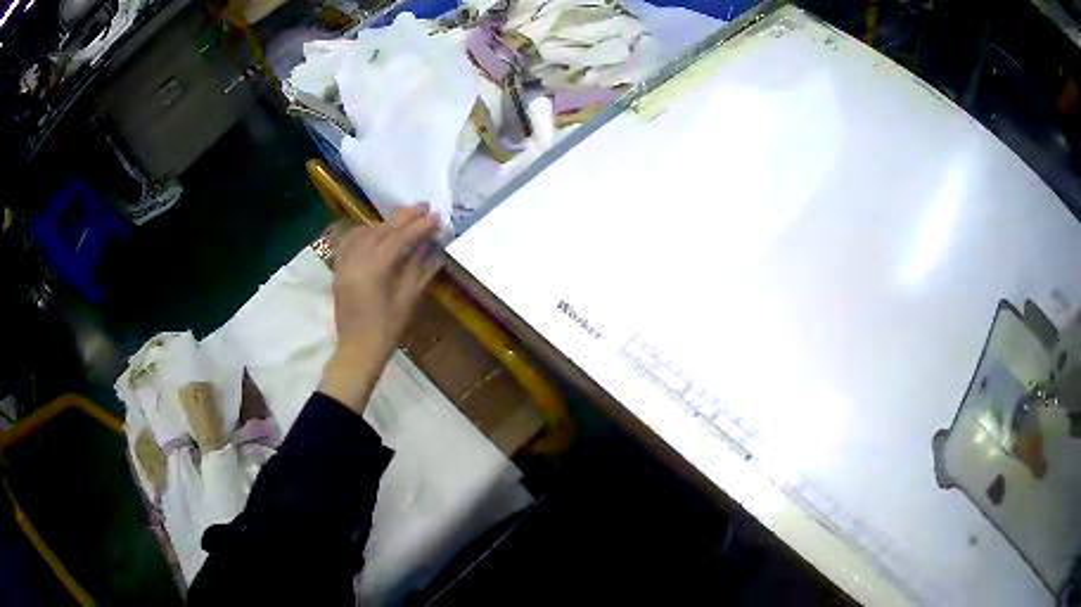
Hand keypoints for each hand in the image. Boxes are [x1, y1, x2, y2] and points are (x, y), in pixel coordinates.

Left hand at [320, 206, 441, 412]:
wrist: (357, 351)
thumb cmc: (387, 330)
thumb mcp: (407, 300)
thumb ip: (418, 268)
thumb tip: (432, 246)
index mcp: (374, 269)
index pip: (399, 238)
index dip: (419, 226)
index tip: (436, 217)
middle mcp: (356, 260)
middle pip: (381, 230)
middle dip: (403, 217)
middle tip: (424, 207)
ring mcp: (344, 263)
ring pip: (365, 232)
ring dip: (386, 223)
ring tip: (404, 217)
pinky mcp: (339, 269)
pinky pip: (350, 242)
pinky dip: (365, 232)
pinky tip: (376, 231)